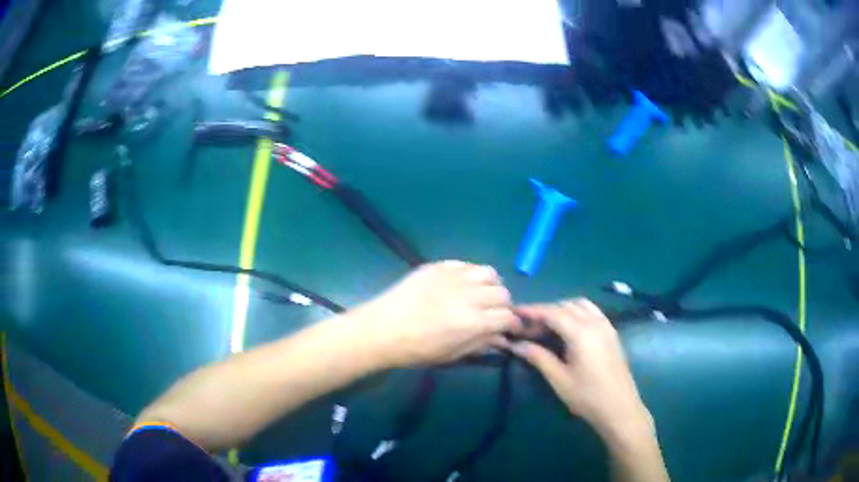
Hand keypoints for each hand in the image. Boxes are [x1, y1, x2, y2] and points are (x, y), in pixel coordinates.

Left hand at [356, 261, 519, 367]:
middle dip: (504, 305)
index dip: (513, 323)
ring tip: (482, 295)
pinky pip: (467, 264)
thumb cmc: (416, 350)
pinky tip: (463, 285)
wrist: (381, 329)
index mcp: (473, 322)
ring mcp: (453, 277)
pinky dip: (472, 275)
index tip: (510, 328)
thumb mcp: (452, 354)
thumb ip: (481, 342)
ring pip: (489, 273)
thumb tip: (502, 337)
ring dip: (492, 285)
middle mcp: (469, 295)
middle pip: (502, 293)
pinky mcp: (439, 266)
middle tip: (493, 314)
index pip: (508, 316)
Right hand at [511, 299, 652, 439]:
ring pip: (581, 305)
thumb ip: (538, 357)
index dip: (532, 310)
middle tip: (528, 326)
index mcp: (581, 332)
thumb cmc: (587, 396)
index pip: (552, 312)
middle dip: (545, 311)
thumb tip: (516, 344)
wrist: (619, 407)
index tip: (514, 312)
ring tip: (546, 326)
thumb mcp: (559, 379)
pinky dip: (576, 312)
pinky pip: (592, 312)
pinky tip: (568, 329)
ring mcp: (606, 325)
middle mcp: (595, 322)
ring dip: (562, 309)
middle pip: (566, 305)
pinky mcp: (612, 332)